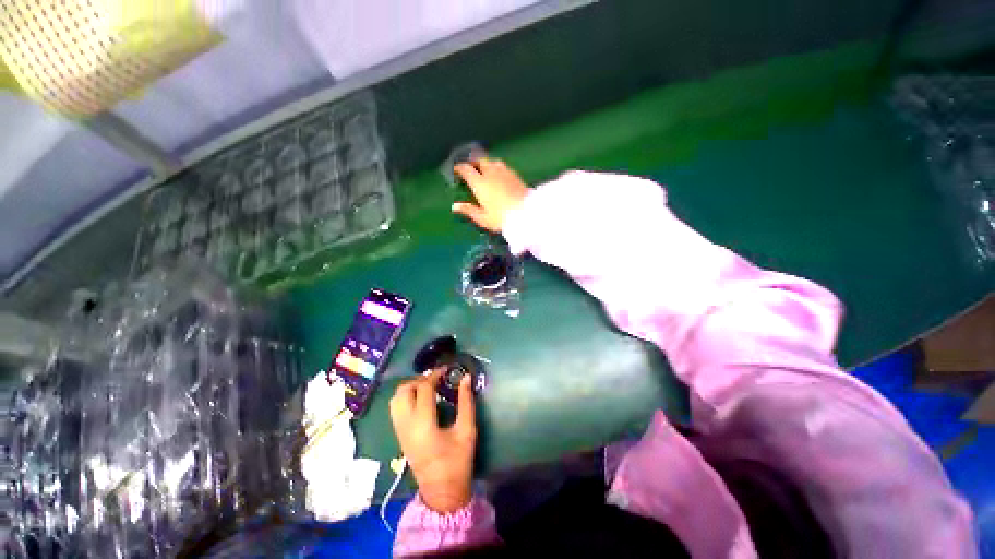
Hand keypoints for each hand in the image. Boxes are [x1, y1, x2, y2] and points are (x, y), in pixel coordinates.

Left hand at [389, 369, 476, 512]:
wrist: (442, 493)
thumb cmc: (457, 462)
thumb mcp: (467, 430)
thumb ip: (466, 402)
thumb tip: (466, 378)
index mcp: (424, 424)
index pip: (424, 389)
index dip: (435, 375)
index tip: (447, 369)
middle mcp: (406, 426)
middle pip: (403, 391)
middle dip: (419, 379)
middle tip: (436, 379)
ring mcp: (400, 432)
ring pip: (395, 399)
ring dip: (410, 388)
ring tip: (428, 387)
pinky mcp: (399, 436)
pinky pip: (395, 409)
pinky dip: (405, 398)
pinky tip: (421, 400)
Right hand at [452, 158, 529, 232]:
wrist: (526, 214)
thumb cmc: (501, 218)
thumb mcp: (483, 218)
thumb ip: (469, 210)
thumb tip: (455, 206)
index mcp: (480, 183)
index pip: (466, 169)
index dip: (460, 168)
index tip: (456, 170)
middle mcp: (491, 173)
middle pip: (480, 160)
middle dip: (473, 162)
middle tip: (470, 167)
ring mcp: (504, 172)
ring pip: (492, 161)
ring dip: (486, 163)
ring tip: (484, 170)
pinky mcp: (515, 175)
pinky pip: (503, 166)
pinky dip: (497, 167)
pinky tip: (499, 175)